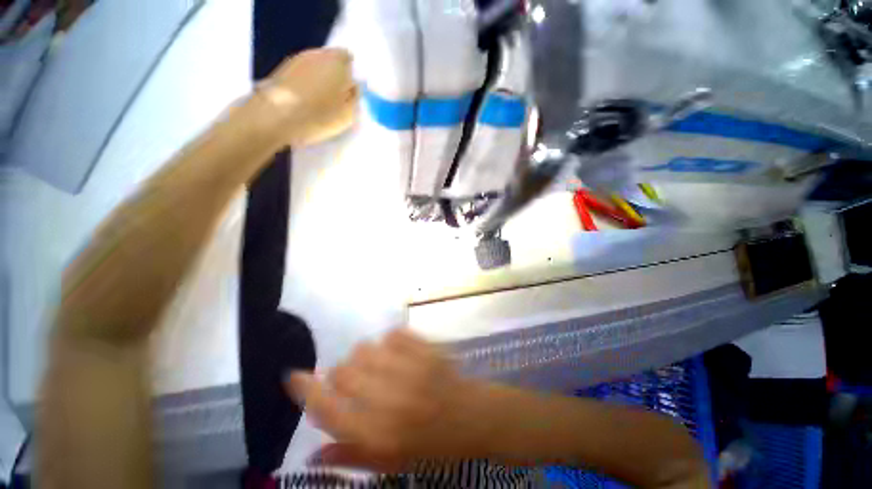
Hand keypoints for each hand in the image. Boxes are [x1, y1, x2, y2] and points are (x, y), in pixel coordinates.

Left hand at [254, 48, 357, 146]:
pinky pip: (301, 75)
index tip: (351, 92)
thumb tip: (354, 87)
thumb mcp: (348, 114)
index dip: (351, 74)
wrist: (276, 117)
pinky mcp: (281, 70)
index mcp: (337, 61)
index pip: (349, 58)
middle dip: (335, 76)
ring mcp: (297, 60)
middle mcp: (317, 54)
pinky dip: (306, 84)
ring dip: (320, 80)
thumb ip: (355, 97)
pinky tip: (306, 102)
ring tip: (321, 103)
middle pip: (331, 61)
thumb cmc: (318, 116)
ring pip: (315, 67)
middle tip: (338, 99)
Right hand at [287, 329, 492, 470]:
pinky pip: (393, 334)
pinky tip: (398, 353)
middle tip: (357, 382)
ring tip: (379, 366)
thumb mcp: (392, 463)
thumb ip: (351, 456)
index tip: (295, 376)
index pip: (328, 409)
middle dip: (341, 375)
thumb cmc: (433, 446)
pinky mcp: (426, 349)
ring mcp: (411, 369)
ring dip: (365, 357)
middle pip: (343, 372)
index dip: (306, 390)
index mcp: (379, 435)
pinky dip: (389, 342)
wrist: (474, 417)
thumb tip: (312, 452)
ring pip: (366, 348)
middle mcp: (391, 400)